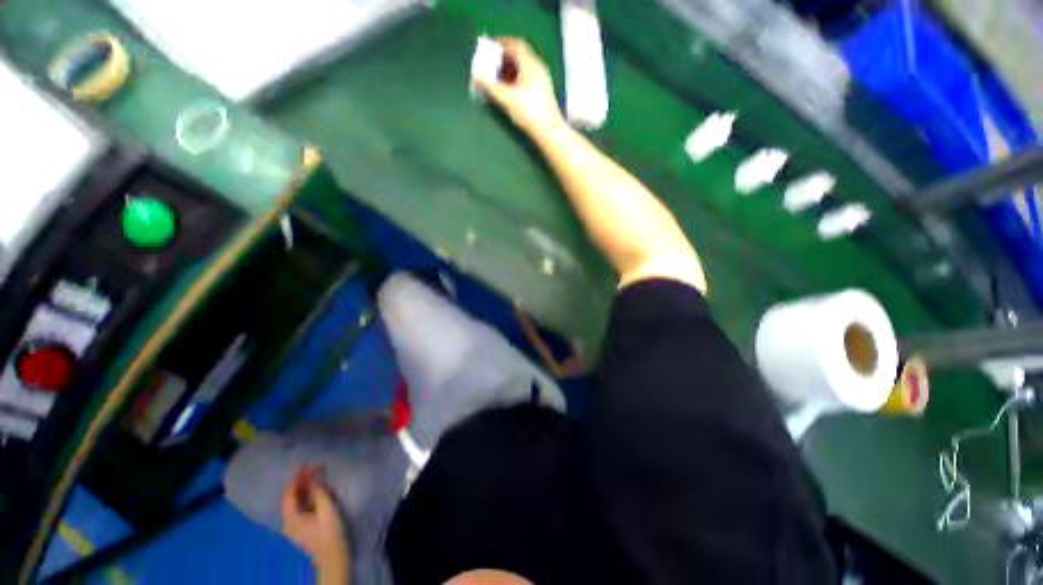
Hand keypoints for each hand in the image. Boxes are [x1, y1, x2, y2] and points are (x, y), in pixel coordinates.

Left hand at [282, 466, 350, 572]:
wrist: (333, 557)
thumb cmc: (330, 532)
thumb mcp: (326, 510)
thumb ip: (318, 492)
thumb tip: (312, 477)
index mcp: (291, 518)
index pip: (290, 493)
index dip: (297, 477)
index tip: (305, 463)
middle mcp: (288, 522)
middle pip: (292, 498)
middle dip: (302, 482)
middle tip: (314, 468)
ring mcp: (294, 527)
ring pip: (296, 503)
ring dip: (305, 489)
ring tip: (317, 476)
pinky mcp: (301, 528)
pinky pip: (300, 508)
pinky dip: (307, 497)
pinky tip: (318, 492)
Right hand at [474, 38, 564, 134]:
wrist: (549, 132)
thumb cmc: (529, 112)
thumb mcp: (507, 98)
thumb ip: (490, 86)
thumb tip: (476, 76)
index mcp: (531, 64)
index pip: (515, 44)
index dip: (501, 43)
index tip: (489, 47)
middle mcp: (538, 68)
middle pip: (520, 55)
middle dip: (504, 57)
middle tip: (491, 63)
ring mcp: (542, 80)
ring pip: (524, 68)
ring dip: (510, 69)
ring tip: (498, 77)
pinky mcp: (543, 93)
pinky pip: (528, 78)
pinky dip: (517, 79)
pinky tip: (510, 90)